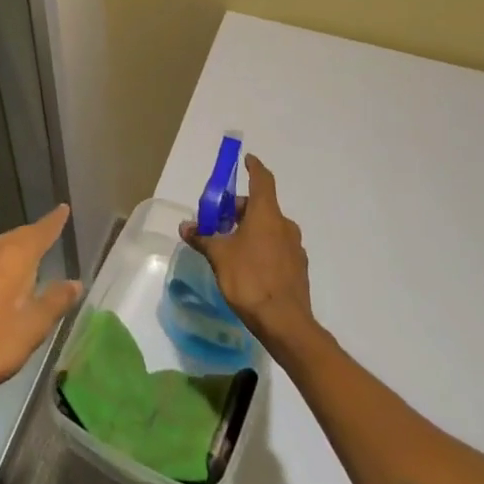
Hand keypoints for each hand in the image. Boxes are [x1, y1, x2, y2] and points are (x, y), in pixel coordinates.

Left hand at [0, 204, 82, 407]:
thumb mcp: (35, 325)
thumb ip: (56, 300)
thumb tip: (75, 282)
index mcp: (15, 256)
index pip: (40, 232)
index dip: (53, 222)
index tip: (62, 209)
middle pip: (15, 237)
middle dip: (30, 237)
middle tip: (43, 238)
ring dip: (8, 253)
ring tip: (19, 262)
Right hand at [180, 155, 315, 351]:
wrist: (285, 323)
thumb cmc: (249, 279)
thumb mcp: (218, 256)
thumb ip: (202, 238)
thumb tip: (185, 226)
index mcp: (267, 214)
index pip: (262, 180)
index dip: (254, 167)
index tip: (247, 159)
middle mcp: (284, 225)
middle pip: (261, 207)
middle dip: (240, 209)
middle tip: (219, 221)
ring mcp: (295, 248)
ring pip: (269, 228)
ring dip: (250, 229)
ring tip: (230, 246)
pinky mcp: (298, 269)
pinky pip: (276, 248)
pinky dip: (261, 248)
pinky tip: (248, 267)